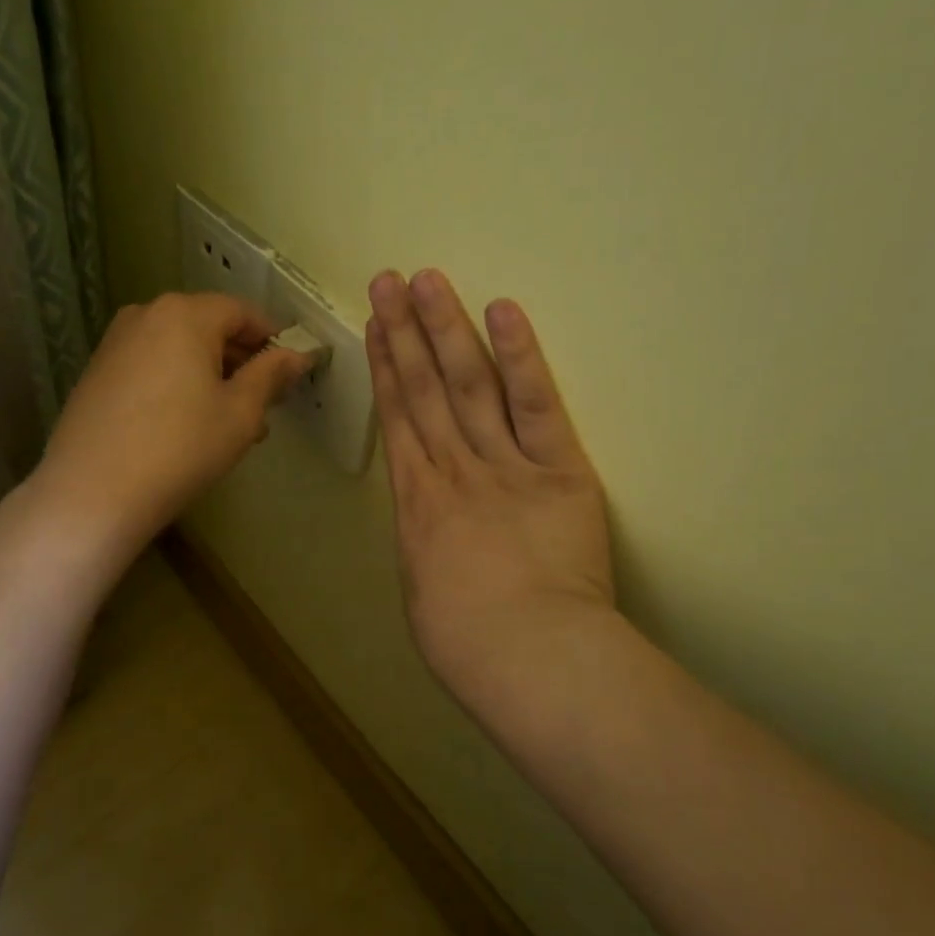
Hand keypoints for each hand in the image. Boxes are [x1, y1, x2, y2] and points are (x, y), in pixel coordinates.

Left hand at [31, 292, 309, 559]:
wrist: (93, 492)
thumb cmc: (181, 447)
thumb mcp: (240, 413)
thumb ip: (271, 375)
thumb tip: (298, 354)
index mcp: (185, 314)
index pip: (242, 312)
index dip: (272, 338)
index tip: (290, 371)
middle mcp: (146, 314)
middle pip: (208, 327)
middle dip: (241, 362)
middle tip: (263, 406)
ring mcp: (116, 343)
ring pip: (179, 350)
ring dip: (211, 377)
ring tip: (228, 425)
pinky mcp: (97, 372)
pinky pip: (152, 366)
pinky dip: (178, 385)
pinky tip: (187, 428)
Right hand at [366, 269, 613, 701]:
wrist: (526, 655)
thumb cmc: (466, 643)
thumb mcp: (423, 593)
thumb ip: (427, 548)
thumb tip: (431, 532)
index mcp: (417, 503)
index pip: (397, 418)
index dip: (385, 368)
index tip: (376, 326)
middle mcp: (452, 469)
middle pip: (424, 388)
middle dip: (405, 331)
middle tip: (390, 280)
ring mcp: (503, 463)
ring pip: (468, 383)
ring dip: (446, 329)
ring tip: (428, 280)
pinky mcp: (558, 469)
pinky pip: (536, 404)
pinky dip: (520, 356)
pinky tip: (503, 311)